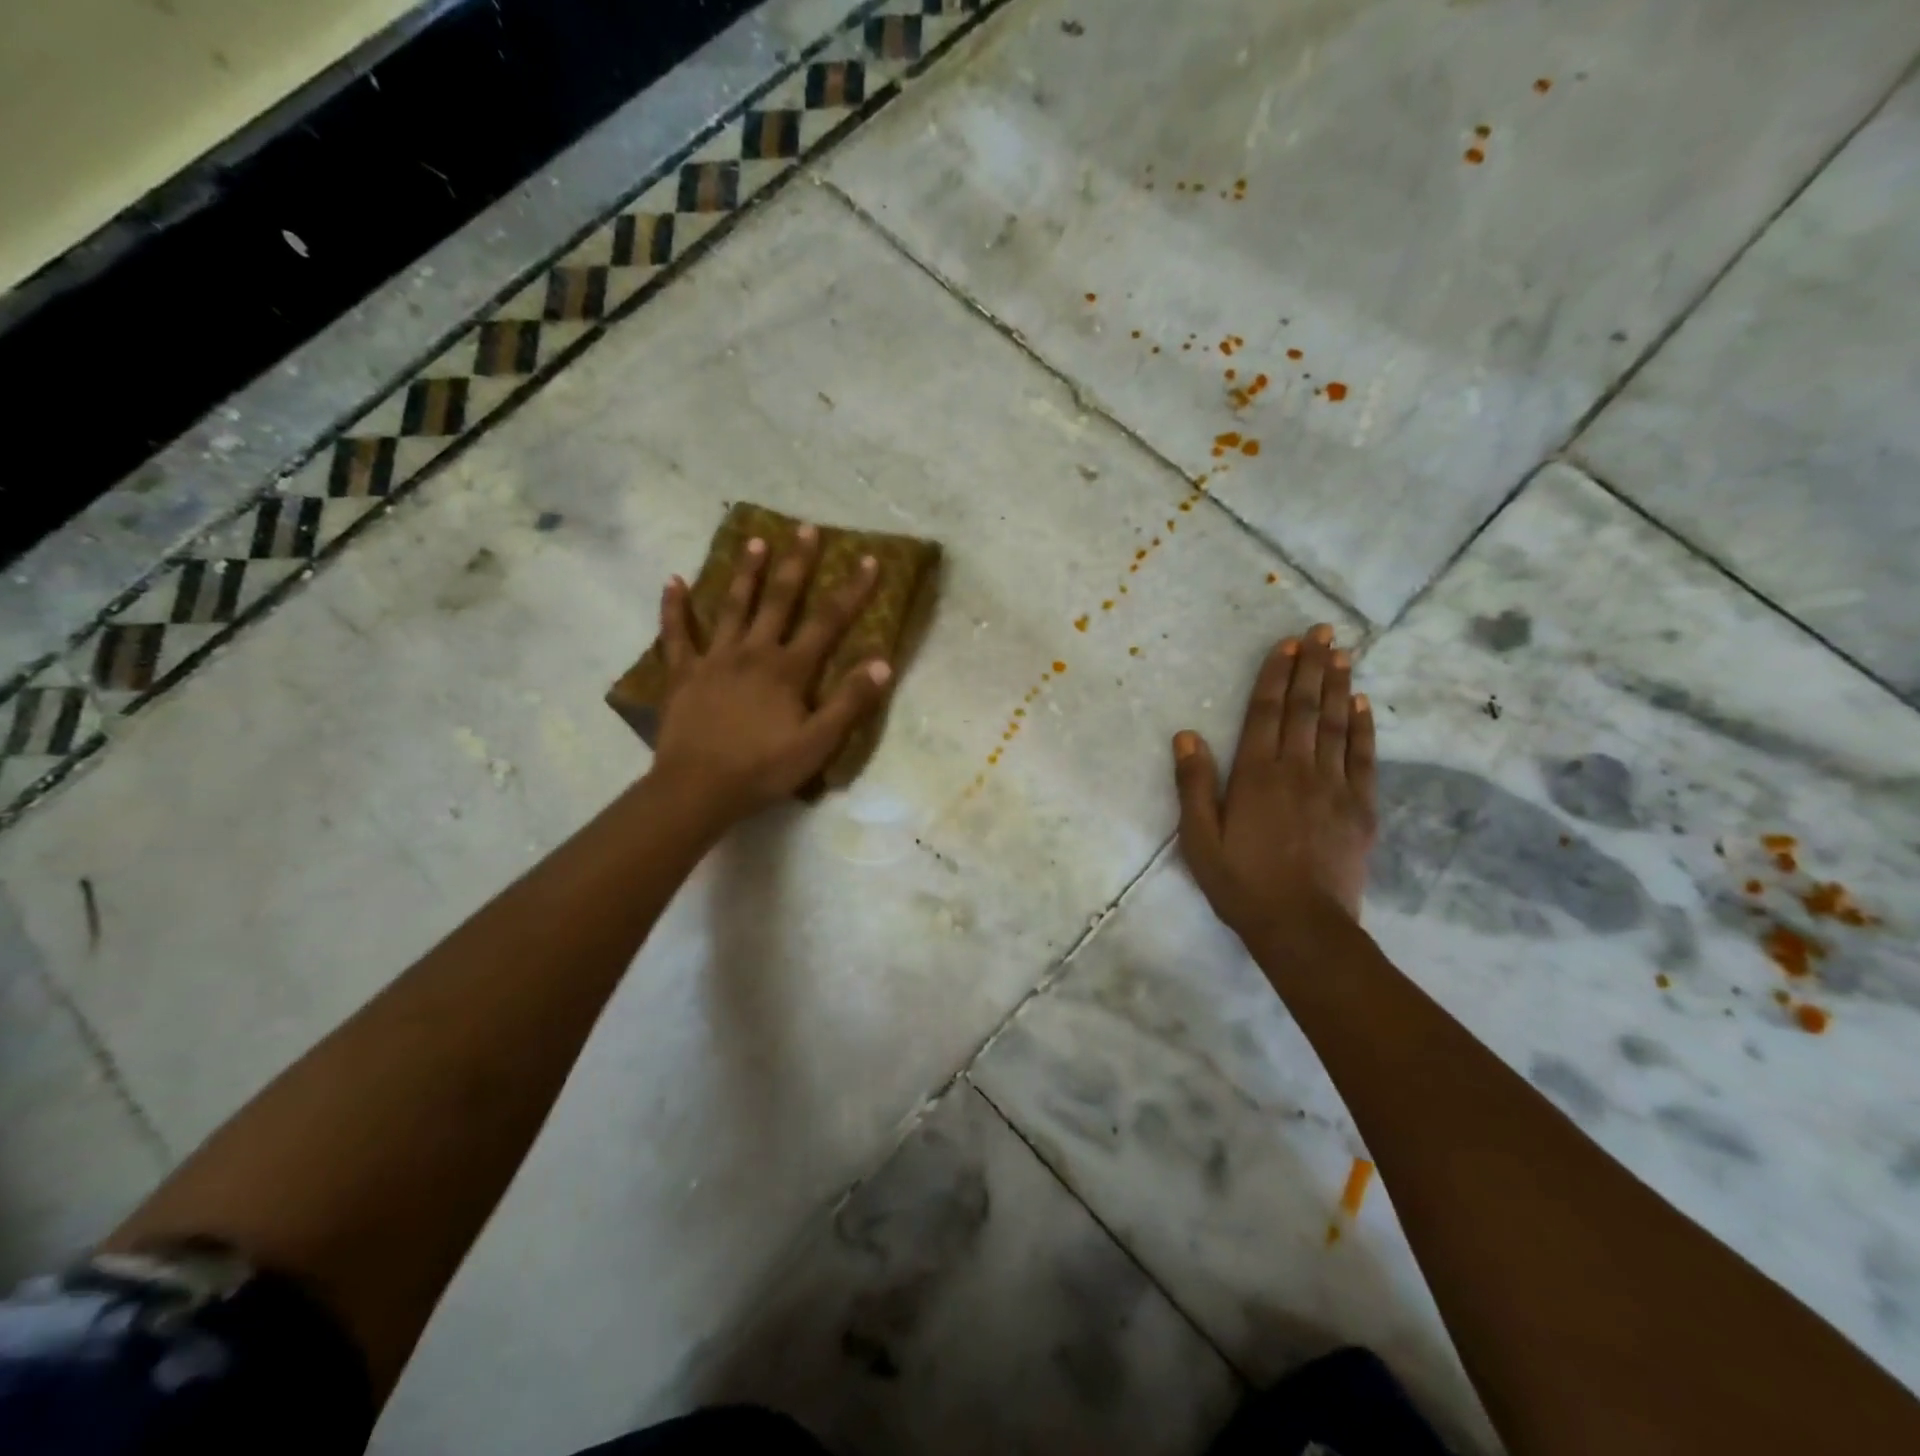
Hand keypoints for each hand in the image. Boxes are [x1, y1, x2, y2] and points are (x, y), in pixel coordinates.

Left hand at [651, 525, 890, 825]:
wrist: (698, 788)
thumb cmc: (763, 769)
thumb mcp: (818, 743)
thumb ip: (849, 702)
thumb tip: (882, 663)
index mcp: (788, 669)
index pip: (827, 621)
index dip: (851, 590)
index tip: (867, 559)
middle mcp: (753, 652)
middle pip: (779, 600)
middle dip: (796, 563)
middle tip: (805, 528)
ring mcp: (714, 659)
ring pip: (732, 606)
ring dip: (745, 572)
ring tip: (755, 540)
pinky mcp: (683, 673)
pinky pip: (676, 634)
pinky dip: (674, 607)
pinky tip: (673, 581)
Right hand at [1172, 624, 1376, 939]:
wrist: (1302, 927)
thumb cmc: (1242, 883)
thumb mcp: (1199, 839)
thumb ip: (1194, 785)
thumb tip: (1186, 735)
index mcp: (1256, 776)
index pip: (1265, 713)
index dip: (1275, 675)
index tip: (1287, 644)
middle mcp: (1297, 770)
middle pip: (1305, 708)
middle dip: (1312, 666)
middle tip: (1322, 631)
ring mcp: (1334, 787)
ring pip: (1336, 725)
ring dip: (1339, 686)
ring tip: (1343, 653)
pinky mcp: (1361, 808)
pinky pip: (1363, 758)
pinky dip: (1364, 728)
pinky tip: (1363, 704)